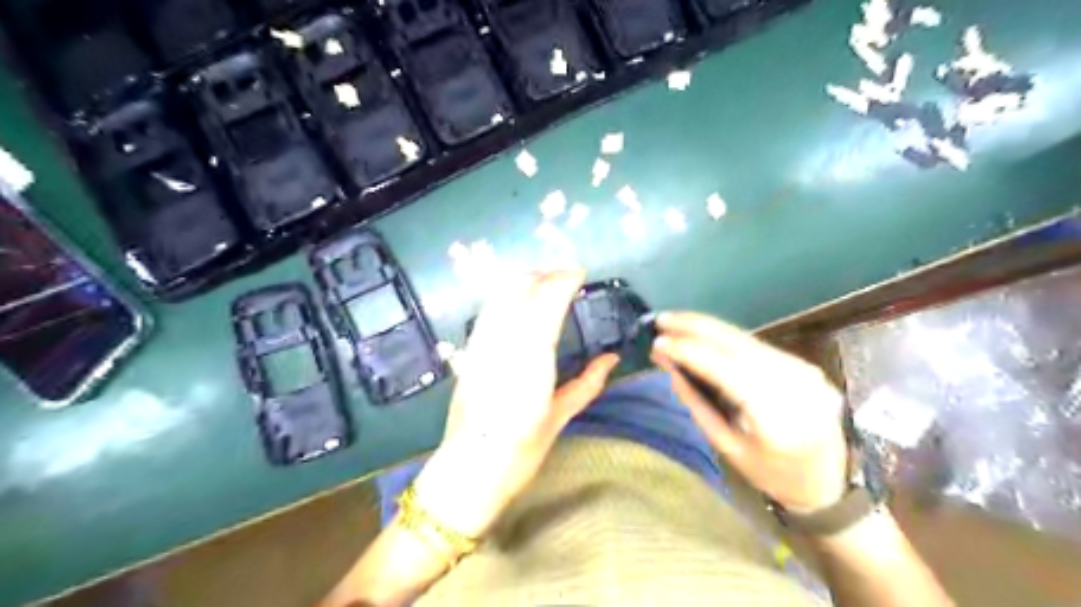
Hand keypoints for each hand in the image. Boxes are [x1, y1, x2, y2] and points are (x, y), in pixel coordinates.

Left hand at [412, 272, 615, 537]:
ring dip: (523, 282)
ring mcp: (482, 345)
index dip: (562, 281)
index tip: (579, 274)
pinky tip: (516, 302)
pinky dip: (505, 299)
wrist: (470, 467)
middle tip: (565, 276)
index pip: (546, 302)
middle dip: (543, 275)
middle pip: (520, 290)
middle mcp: (504, 342)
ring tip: (543, 282)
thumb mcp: (559, 416)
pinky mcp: (469, 352)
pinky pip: (488, 313)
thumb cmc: (521, 449)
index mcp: (532, 358)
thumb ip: (587, 383)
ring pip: (500, 297)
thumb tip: (611, 359)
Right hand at [650, 311, 853, 514]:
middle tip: (661, 319)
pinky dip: (725, 338)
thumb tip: (667, 365)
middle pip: (737, 343)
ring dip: (708, 328)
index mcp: (776, 417)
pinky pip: (756, 345)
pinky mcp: (803, 365)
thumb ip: (696, 403)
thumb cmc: (771, 475)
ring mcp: (804, 371)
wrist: (829, 483)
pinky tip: (704, 335)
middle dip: (695, 327)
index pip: (725, 369)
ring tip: (675, 323)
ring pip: (746, 339)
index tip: (657, 343)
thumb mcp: (728, 447)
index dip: (689, 351)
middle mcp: (795, 384)